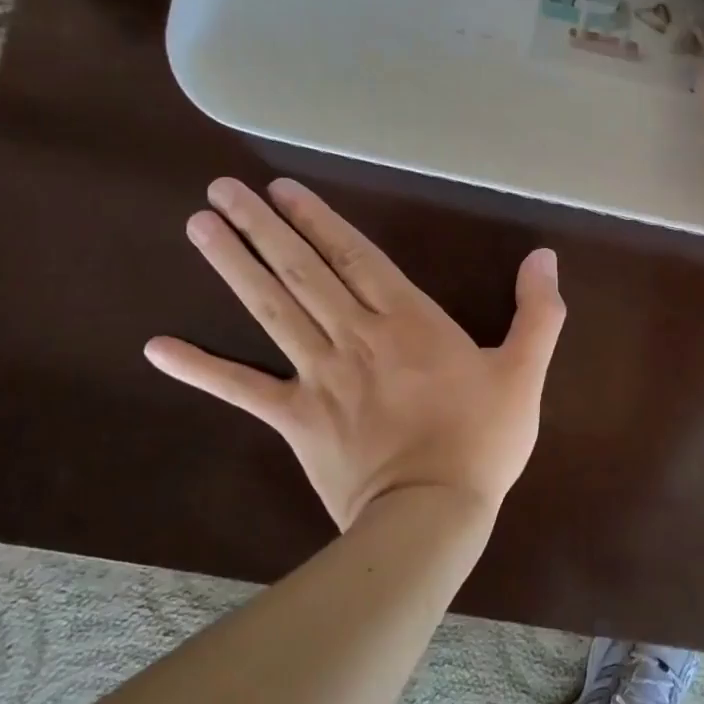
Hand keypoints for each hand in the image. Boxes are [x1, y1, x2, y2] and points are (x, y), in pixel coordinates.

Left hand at [144, 178, 564, 531]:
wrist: (433, 515)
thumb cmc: (482, 441)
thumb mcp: (525, 372)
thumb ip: (537, 312)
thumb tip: (545, 256)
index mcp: (408, 320)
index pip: (354, 256)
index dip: (318, 219)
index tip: (281, 188)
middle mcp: (355, 336)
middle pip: (303, 270)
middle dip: (262, 226)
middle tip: (221, 189)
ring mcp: (319, 376)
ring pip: (271, 310)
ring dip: (234, 266)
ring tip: (199, 227)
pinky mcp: (296, 418)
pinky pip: (242, 388)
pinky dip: (201, 367)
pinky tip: (158, 347)